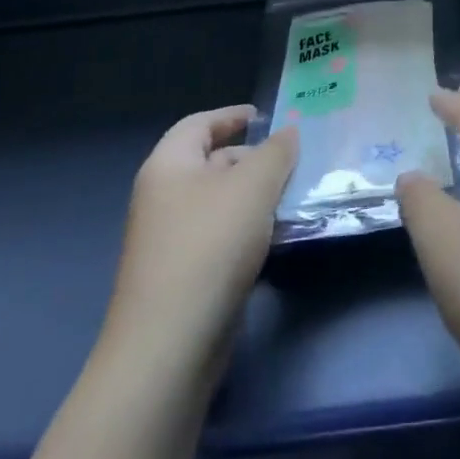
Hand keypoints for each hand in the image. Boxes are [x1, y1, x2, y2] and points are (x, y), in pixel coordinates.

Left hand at [100, 106, 296, 375]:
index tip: (267, 117)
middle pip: (210, 161)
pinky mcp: (184, 273)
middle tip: (295, 160)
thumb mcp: (253, 186)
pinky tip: (277, 236)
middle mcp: (163, 197)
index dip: (232, 115)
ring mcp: (171, 238)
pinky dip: (249, 227)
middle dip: (253, 157)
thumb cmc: (210, 245)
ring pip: (220, 200)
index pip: (199, 124)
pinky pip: (221, 234)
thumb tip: (288, 133)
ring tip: (295, 195)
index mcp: (168, 166)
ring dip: (256, 194)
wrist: (170, 342)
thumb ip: (276, 152)